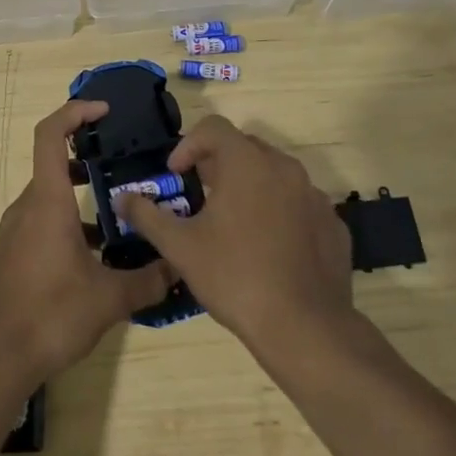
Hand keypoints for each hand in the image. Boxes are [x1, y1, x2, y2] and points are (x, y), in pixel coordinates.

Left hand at [0, 100, 174, 386]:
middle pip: (54, 163)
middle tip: (126, 163)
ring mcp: (18, 231)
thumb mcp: (109, 298)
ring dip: (83, 194)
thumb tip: (180, 269)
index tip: (105, 111)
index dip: (75, 112)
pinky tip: (101, 253)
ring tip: (123, 210)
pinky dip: (72, 222)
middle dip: (89, 156)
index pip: (50, 134)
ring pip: (52, 195)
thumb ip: (148, 280)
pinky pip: (46, 221)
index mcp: (47, 201)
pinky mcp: (16, 254)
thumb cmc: (50, 314)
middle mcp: (29, 206)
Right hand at [117, 115, 354, 357]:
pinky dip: (280, 211)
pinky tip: (268, 246)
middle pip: (245, 147)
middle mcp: (285, 168)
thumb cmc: (234, 277)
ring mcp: (315, 196)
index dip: (189, 145)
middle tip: (201, 195)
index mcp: (247, 163)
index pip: (214, 128)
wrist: (304, 328)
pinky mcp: (334, 224)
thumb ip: (147, 216)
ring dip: (250, 185)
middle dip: (219, 163)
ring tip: (234, 221)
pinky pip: (300, 203)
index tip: (176, 174)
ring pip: (275, 174)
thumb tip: (122, 198)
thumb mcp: (180, 247)